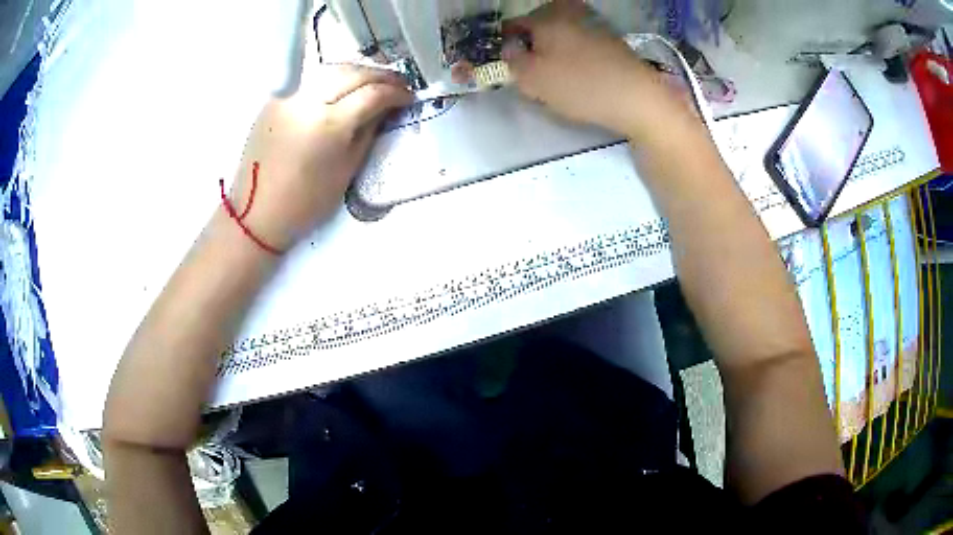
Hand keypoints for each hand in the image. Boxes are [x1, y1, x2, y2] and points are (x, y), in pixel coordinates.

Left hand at [229, 64, 411, 251]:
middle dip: (380, 75)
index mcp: (330, 124)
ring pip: (331, 70)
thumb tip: (384, 109)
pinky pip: (309, 82)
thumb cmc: (306, 202)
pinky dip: (331, 80)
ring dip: (357, 72)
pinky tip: (341, 90)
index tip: (409, 96)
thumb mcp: (347, 170)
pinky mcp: (274, 101)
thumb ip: (367, 132)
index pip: (372, 93)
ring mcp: (288, 98)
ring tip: (373, 82)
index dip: (396, 92)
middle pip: (352, 73)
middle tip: (398, 83)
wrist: (257, 213)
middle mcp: (308, 101)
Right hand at [503, 0, 691, 139]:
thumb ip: (512, 60)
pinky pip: (583, 41)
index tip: (513, 67)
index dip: (509, 46)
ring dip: (556, 50)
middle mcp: (569, 11)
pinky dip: (576, 53)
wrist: (637, 97)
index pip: (514, 25)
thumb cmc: (579, 85)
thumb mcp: (532, 78)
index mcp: (546, 16)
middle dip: (534, 46)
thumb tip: (510, 47)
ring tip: (560, 76)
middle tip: (536, 73)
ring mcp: (594, 22)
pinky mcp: (612, 38)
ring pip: (562, 33)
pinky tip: (582, 74)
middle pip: (539, 26)